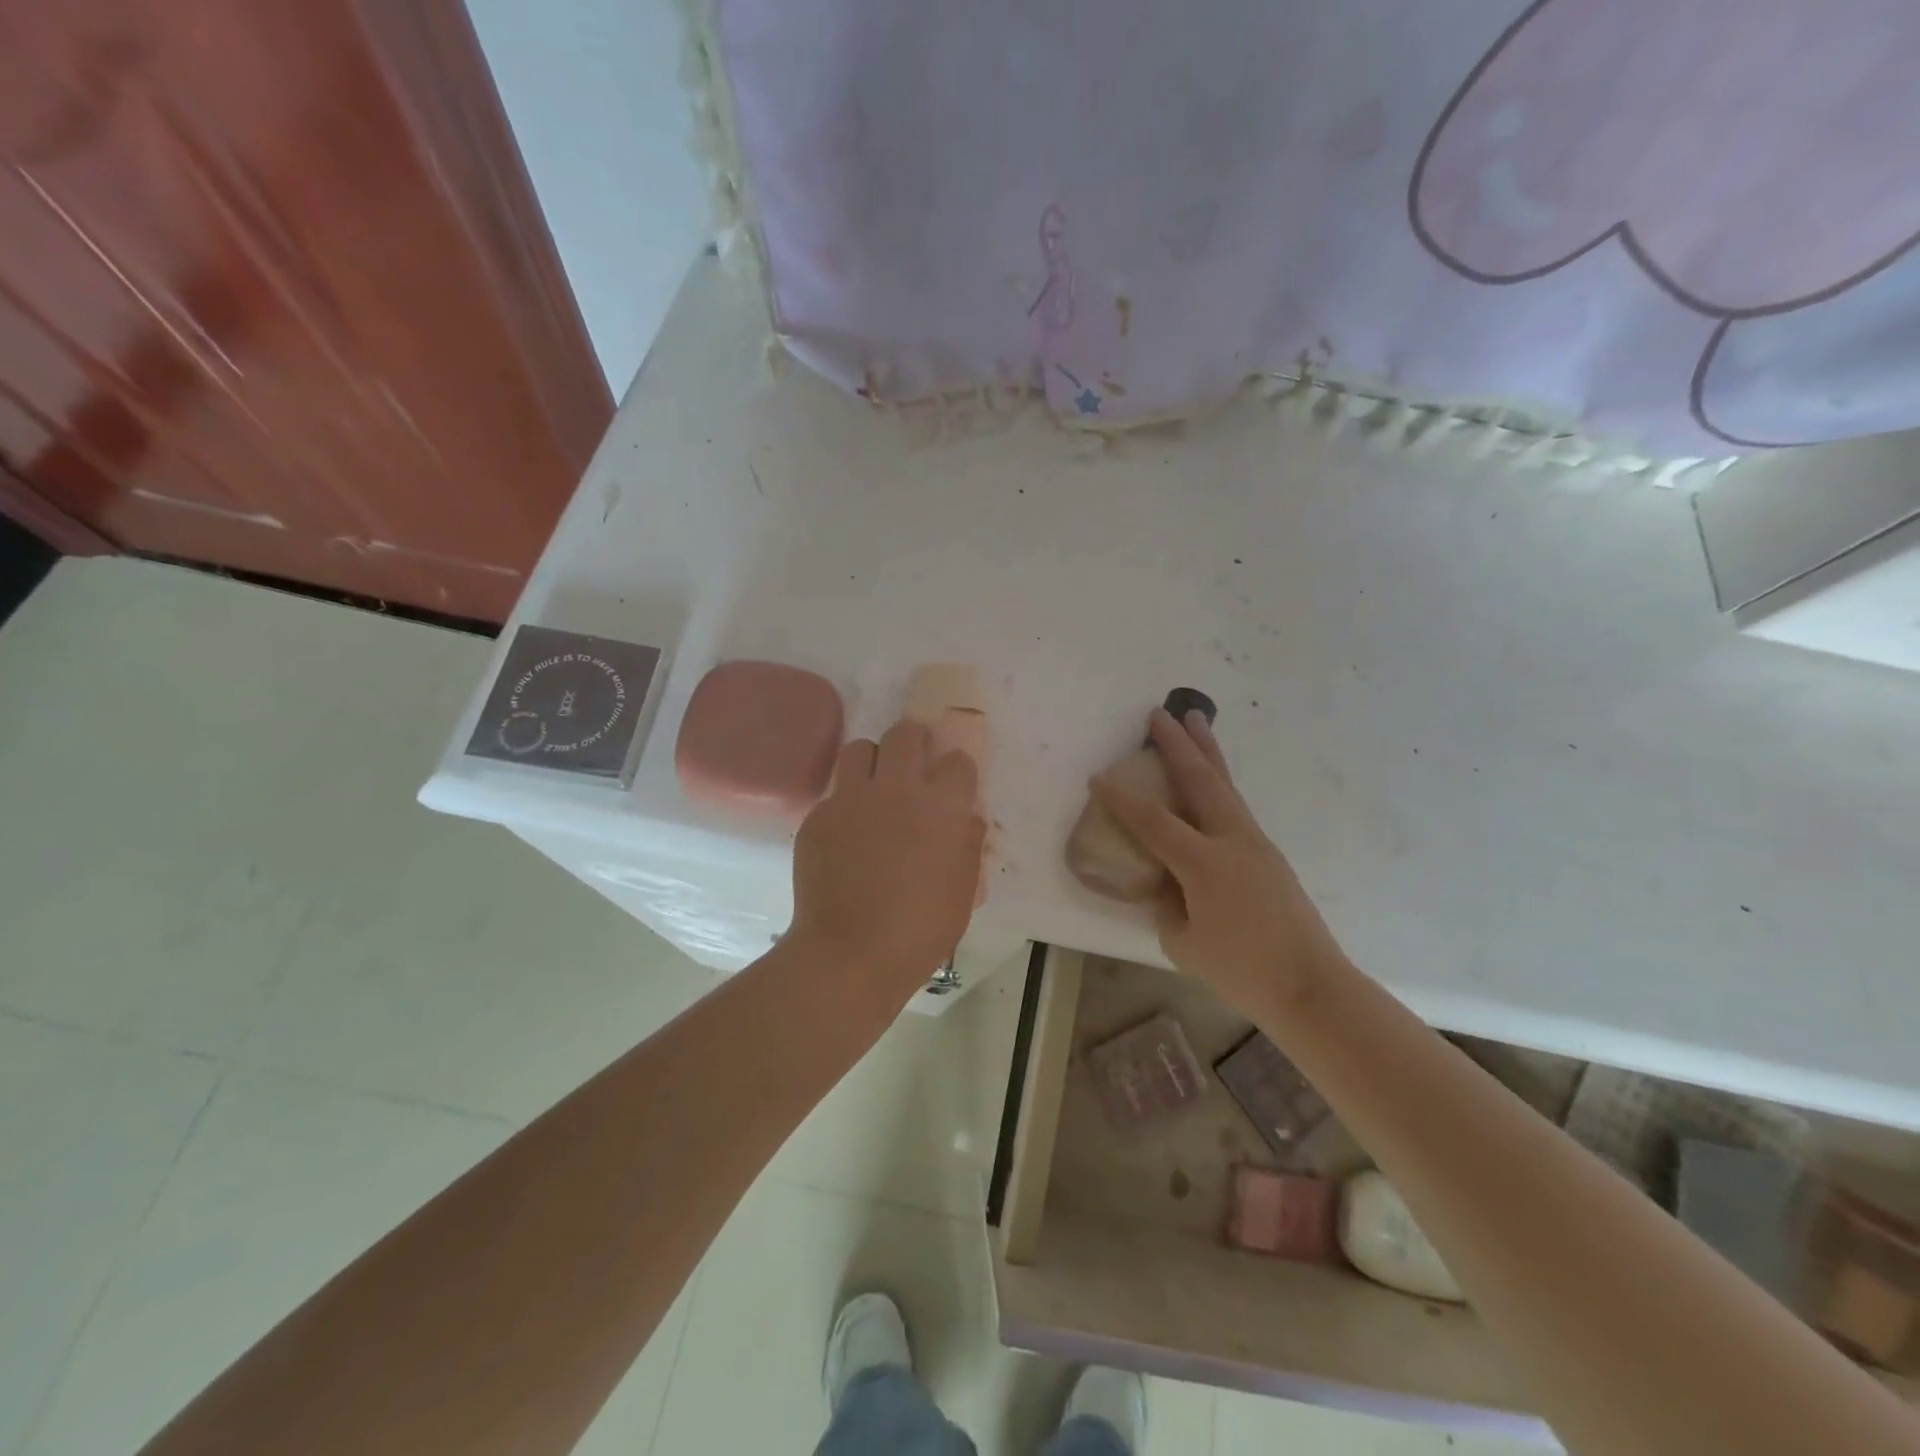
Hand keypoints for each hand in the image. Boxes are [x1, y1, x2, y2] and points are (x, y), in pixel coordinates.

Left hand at [791, 719, 985, 991]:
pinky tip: (846, 835)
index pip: (958, 761)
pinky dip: (845, 804)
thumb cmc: (922, 929)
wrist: (852, 952)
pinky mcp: (818, 815)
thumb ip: (967, 844)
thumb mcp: (964, 889)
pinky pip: (834, 793)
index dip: (956, 770)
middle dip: (914, 741)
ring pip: (860, 748)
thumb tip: (964, 818)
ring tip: (874, 787)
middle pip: (906, 734)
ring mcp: (852, 799)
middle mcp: (898, 790)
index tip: (953, 784)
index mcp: (943, 807)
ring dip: (873, 761)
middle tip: (913, 763)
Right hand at [1093, 709, 1348, 1012]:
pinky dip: (1218, 780)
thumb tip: (1163, 883)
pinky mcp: (1268, 853)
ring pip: (1225, 784)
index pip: (1153, 821)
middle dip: (1177, 744)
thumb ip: (1165, 905)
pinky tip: (1210, 778)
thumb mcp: (1183, 942)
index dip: (1122, 799)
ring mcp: (1255, 842)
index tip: (1098, 778)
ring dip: (1206, 750)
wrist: (1312, 987)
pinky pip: (1235, 804)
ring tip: (1195, 719)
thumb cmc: (1242, 970)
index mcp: (1204, 863)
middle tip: (1159, 713)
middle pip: (1200, 780)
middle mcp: (1232, 840)